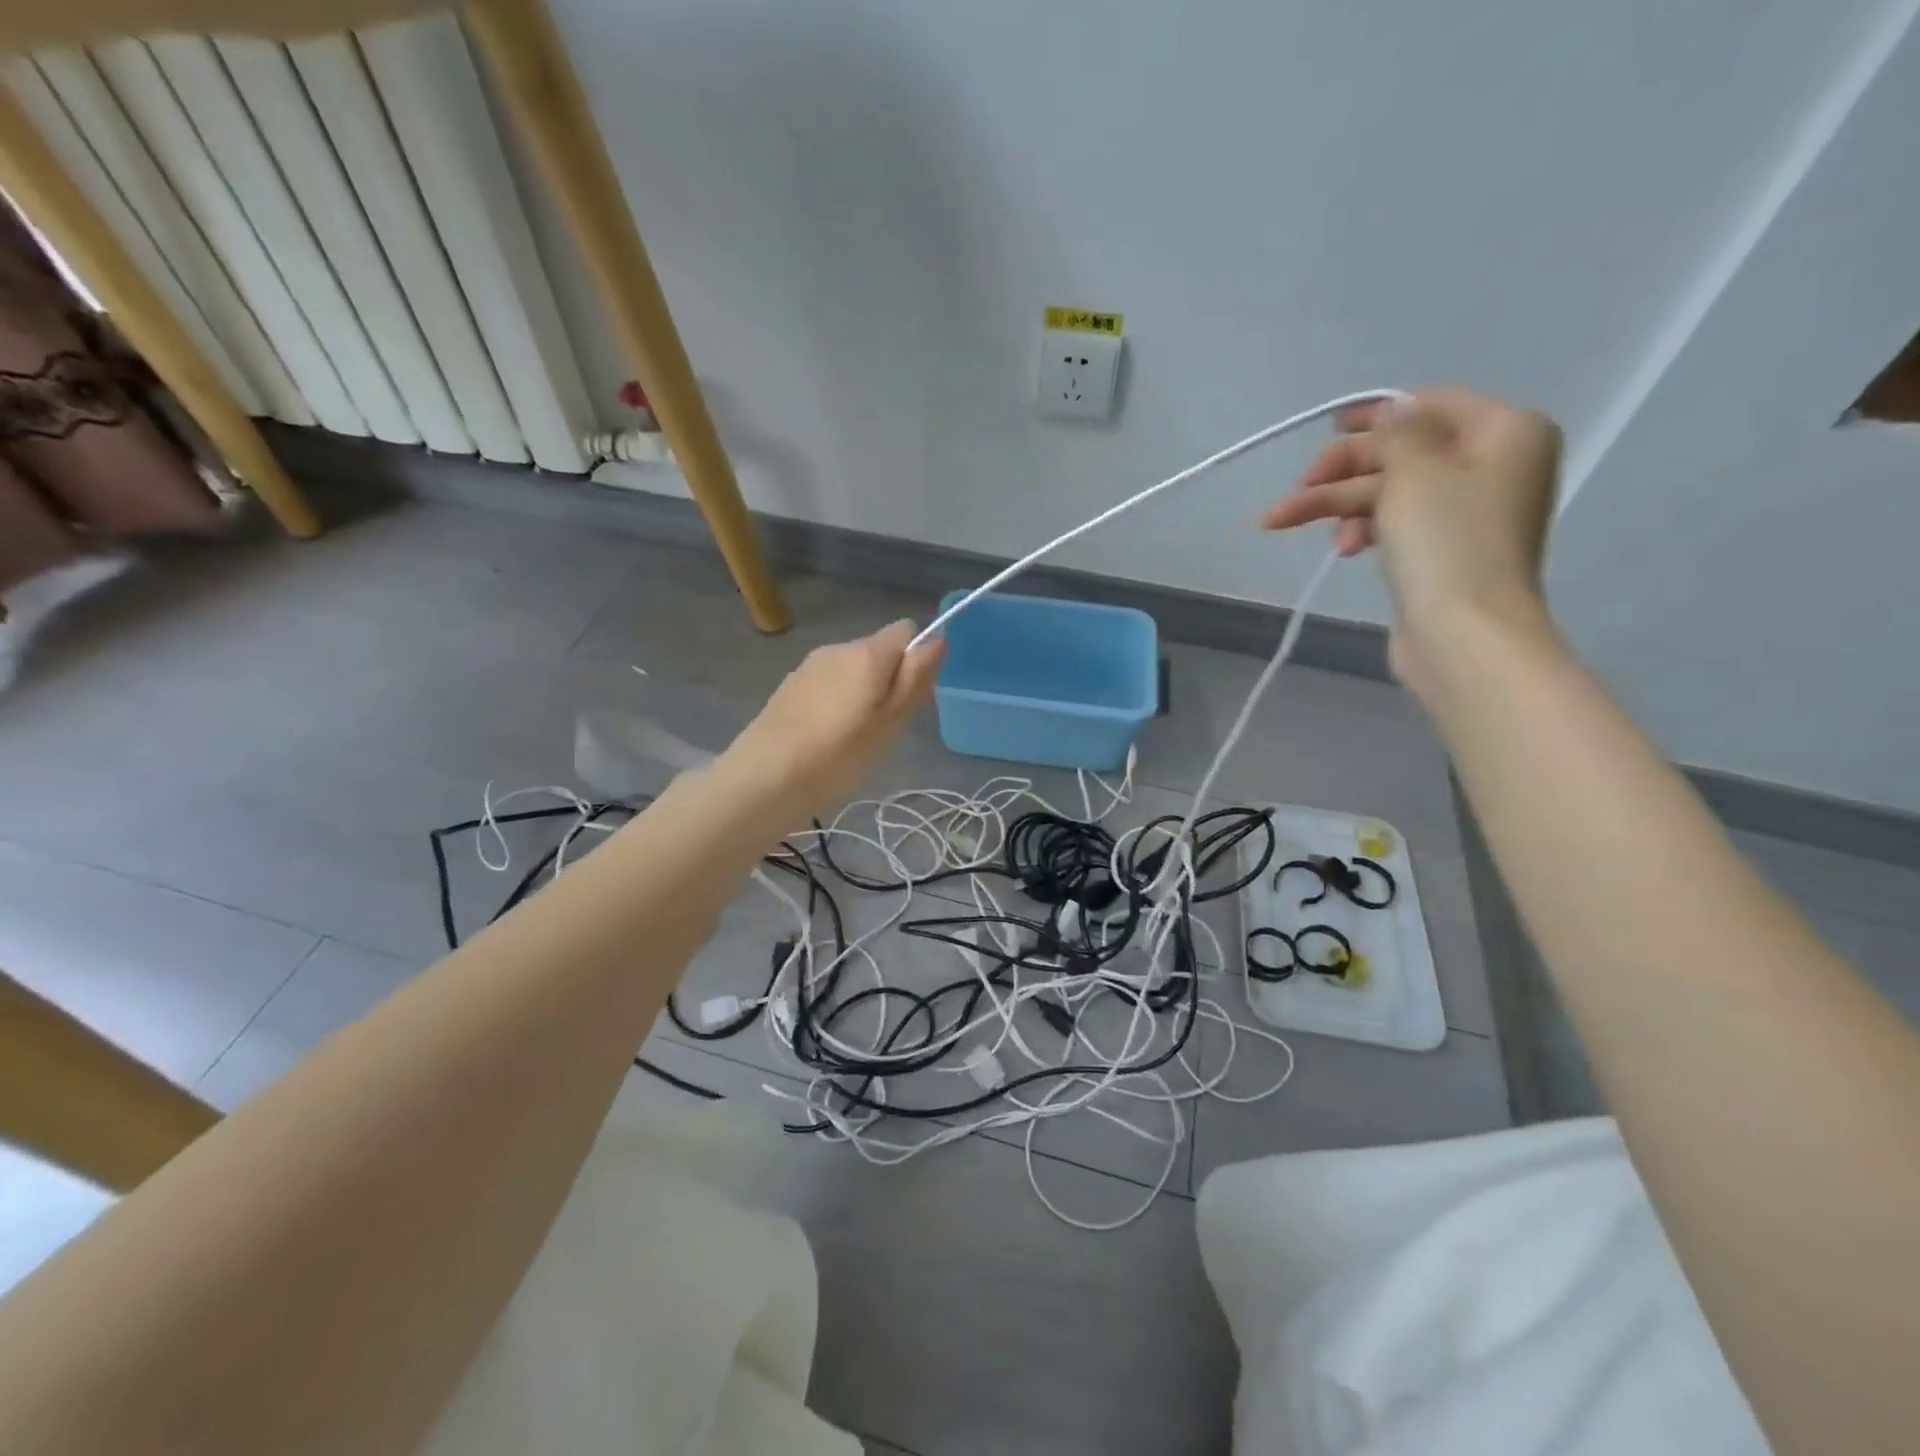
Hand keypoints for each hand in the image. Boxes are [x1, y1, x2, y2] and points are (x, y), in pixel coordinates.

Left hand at [720, 620, 945, 819]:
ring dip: (863, 693)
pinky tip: (827, 739)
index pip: (907, 630)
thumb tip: (938, 637)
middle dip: (890, 681)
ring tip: (855, 738)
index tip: (913, 700)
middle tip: (886, 728)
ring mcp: (809, 666)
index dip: (917, 661)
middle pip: (879, 651)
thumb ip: (917, 677)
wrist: (764, 779)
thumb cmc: (840, 754)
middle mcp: (838, 648)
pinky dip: (837, 703)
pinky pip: (828, 685)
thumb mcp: (892, 721)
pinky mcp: (789, 687)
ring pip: (852, 670)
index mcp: (868, 652)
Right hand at [1262, 386, 1560, 698]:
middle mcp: (1494, 467)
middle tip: (1298, 488)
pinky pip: (1398, 526)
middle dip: (1342, 472)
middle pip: (1403, 454)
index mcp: (1506, 432)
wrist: (1464, 633)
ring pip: (1391, 494)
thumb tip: (1391, 416)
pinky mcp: (1445, 553)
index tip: (1329, 427)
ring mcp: (1468, 515)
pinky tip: (1342, 548)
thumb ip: (1396, 434)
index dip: (1377, 414)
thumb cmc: (1446, 540)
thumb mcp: (1414, 468)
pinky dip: (1364, 529)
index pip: (1432, 404)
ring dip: (1339, 506)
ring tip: (1285, 523)